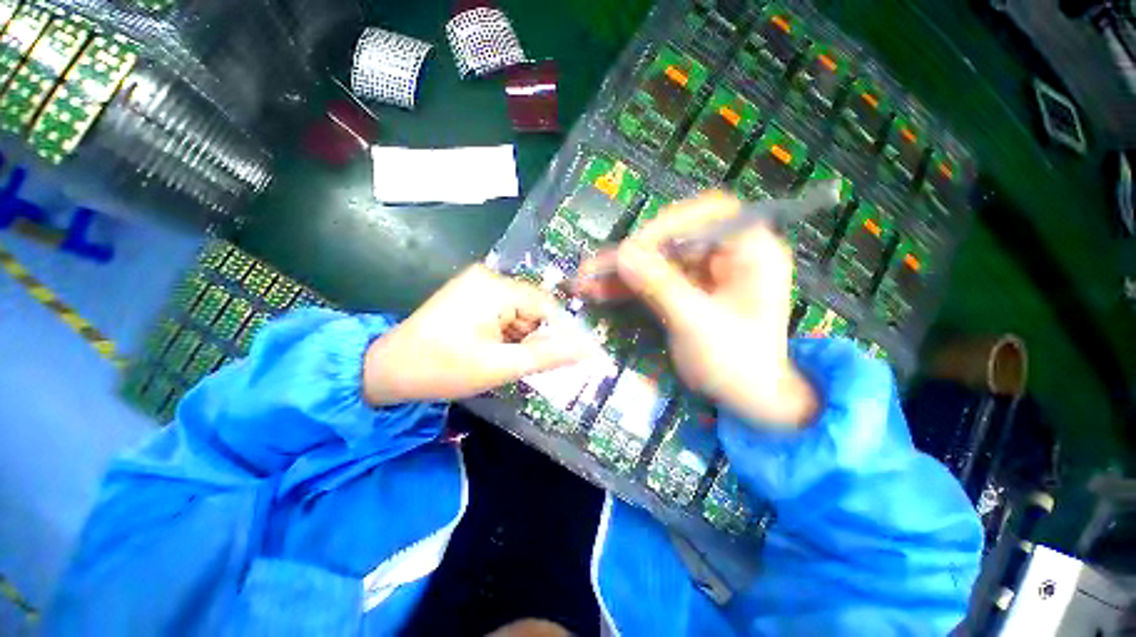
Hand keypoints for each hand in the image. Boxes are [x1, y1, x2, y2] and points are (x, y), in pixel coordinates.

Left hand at [363, 265, 598, 405]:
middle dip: (534, 338)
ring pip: (520, 312)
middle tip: (522, 365)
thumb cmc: (442, 369)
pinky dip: (507, 333)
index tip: (558, 361)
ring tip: (503, 360)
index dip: (557, 334)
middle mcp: (489, 277)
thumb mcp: (501, 366)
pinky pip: (504, 312)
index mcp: (496, 287)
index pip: (547, 306)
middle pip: (533, 308)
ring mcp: (478, 284)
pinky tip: (493, 350)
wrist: (387, 369)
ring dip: (519, 337)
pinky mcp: (472, 294)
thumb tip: (591, 349)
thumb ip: (548, 356)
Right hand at [576, 191, 817, 427]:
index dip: (671, 224)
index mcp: (751, 251)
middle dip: (634, 253)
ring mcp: (702, 274)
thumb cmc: (737, 364)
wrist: (746, 399)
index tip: (636, 248)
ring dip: (622, 270)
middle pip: (675, 237)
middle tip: (599, 268)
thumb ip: (660, 286)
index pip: (711, 213)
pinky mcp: (684, 291)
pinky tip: (599, 291)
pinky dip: (627, 286)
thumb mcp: (697, 323)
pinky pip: (652, 280)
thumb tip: (623, 256)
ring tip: (587, 280)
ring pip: (657, 260)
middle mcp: (726, 255)